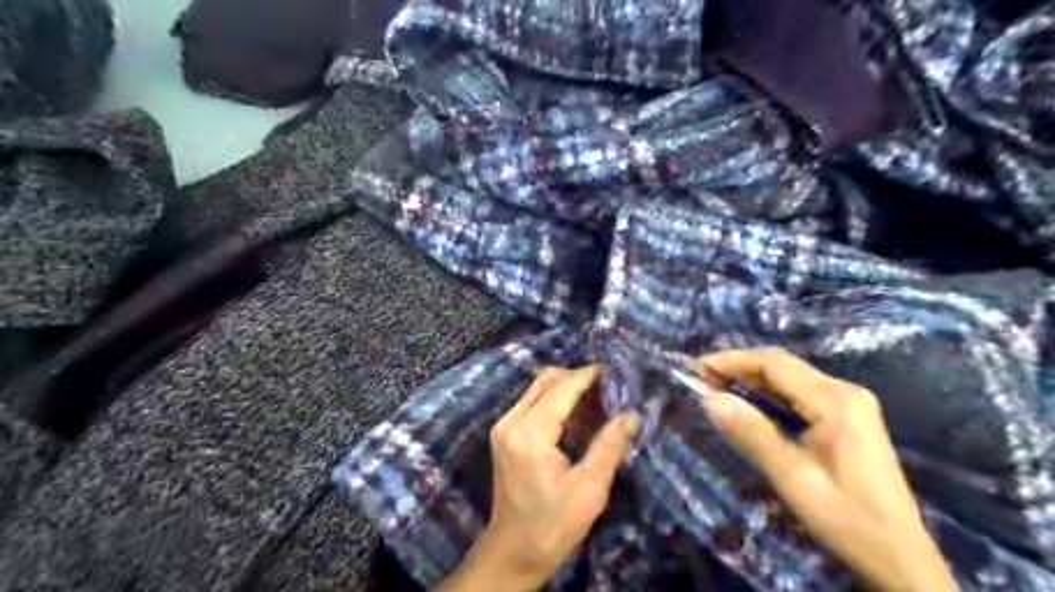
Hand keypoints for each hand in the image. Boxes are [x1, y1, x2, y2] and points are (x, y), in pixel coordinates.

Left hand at [431, 365, 639, 590]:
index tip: (617, 372)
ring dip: (568, 389)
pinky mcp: (505, 433)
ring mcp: (504, 426)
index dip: (590, 376)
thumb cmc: (553, 525)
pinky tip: (579, 419)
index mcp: (530, 434)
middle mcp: (511, 421)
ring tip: (600, 404)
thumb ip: (610, 446)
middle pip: (547, 380)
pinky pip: (533, 403)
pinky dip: (557, 402)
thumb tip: (632, 413)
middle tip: (610, 390)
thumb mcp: (589, 489)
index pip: (563, 388)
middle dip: (579, 378)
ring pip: (538, 388)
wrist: (513, 552)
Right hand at [698, 349, 956, 591]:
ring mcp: (849, 403)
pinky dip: (770, 395)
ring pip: (790, 378)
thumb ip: (752, 434)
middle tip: (701, 382)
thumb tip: (708, 399)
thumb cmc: (847, 520)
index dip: (732, 360)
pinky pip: (800, 394)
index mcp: (835, 401)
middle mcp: (845, 391)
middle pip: (782, 366)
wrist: (900, 558)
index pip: (774, 363)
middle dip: (739, 369)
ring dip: (752, 381)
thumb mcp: (793, 478)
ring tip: (717, 391)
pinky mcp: (848, 416)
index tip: (696, 369)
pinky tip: (750, 407)